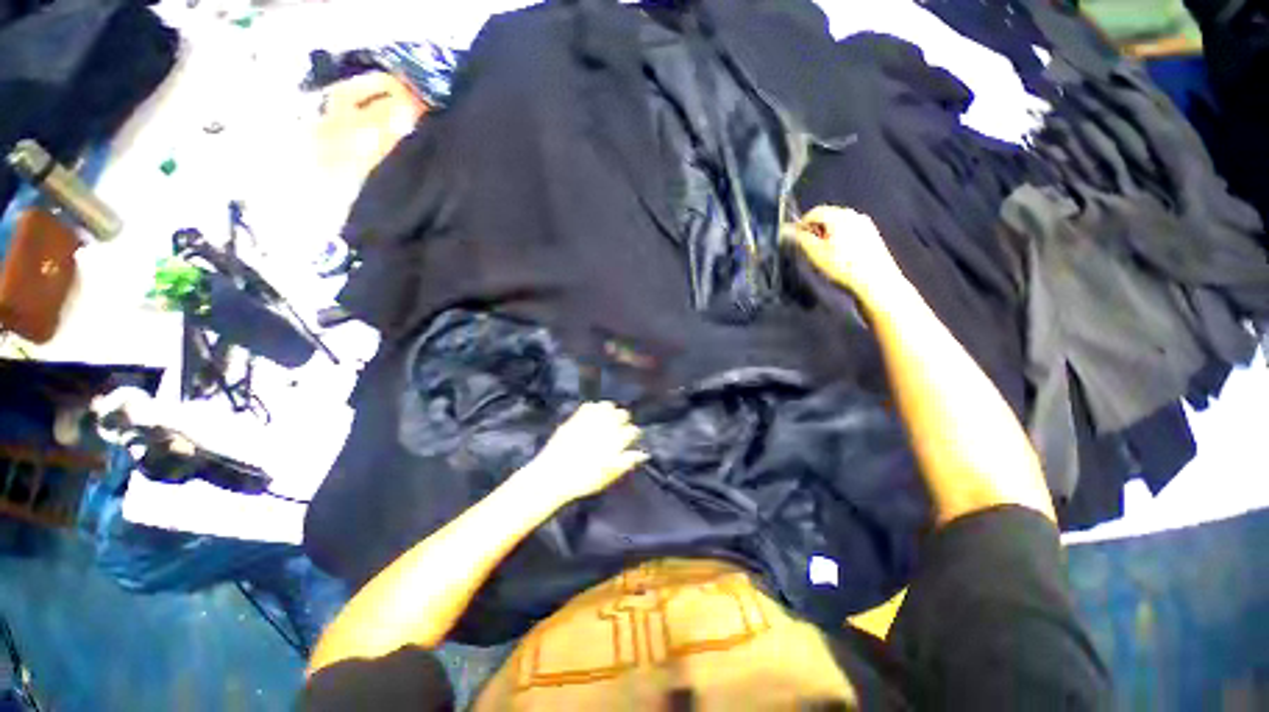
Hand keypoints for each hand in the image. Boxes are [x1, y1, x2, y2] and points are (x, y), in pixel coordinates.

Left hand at [520, 402, 647, 505]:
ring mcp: (591, 420)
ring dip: (610, 412)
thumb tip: (642, 454)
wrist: (553, 475)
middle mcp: (606, 427)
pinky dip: (595, 408)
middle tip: (618, 429)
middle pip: (623, 414)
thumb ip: (626, 462)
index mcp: (616, 441)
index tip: (629, 440)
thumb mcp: (609, 476)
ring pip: (608, 406)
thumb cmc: (583, 480)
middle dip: (623, 420)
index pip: (633, 431)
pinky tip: (593, 415)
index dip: (632, 435)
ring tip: (607, 419)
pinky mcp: (576, 417)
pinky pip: (591, 405)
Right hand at [787, 206, 907, 301]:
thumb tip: (786, 230)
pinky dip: (840, 239)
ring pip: (839, 225)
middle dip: (815, 230)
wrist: (875, 280)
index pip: (814, 212)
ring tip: (823, 254)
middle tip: (808, 248)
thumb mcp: (815, 253)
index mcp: (840, 216)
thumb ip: (800, 239)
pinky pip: (850, 232)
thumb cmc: (843, 266)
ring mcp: (865, 225)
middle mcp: (854, 215)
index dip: (801, 224)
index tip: (795, 238)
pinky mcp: (872, 236)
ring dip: (827, 235)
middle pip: (828, 216)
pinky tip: (839, 256)